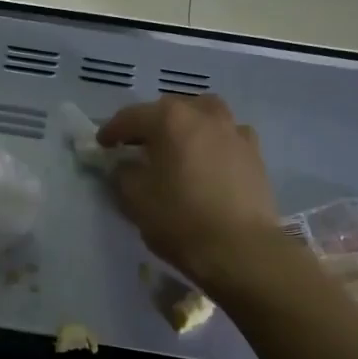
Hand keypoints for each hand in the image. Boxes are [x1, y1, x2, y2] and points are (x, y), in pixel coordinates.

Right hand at [97, 94, 279, 288]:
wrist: (240, 249)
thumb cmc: (180, 220)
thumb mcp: (136, 199)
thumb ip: (124, 174)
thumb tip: (125, 165)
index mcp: (170, 120)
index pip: (132, 117)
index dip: (112, 131)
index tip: (102, 145)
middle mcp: (204, 115)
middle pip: (170, 110)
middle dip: (150, 124)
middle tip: (137, 147)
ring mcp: (234, 131)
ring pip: (204, 115)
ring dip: (186, 125)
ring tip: (176, 147)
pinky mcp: (255, 154)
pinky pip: (227, 136)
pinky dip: (212, 142)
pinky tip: (208, 161)